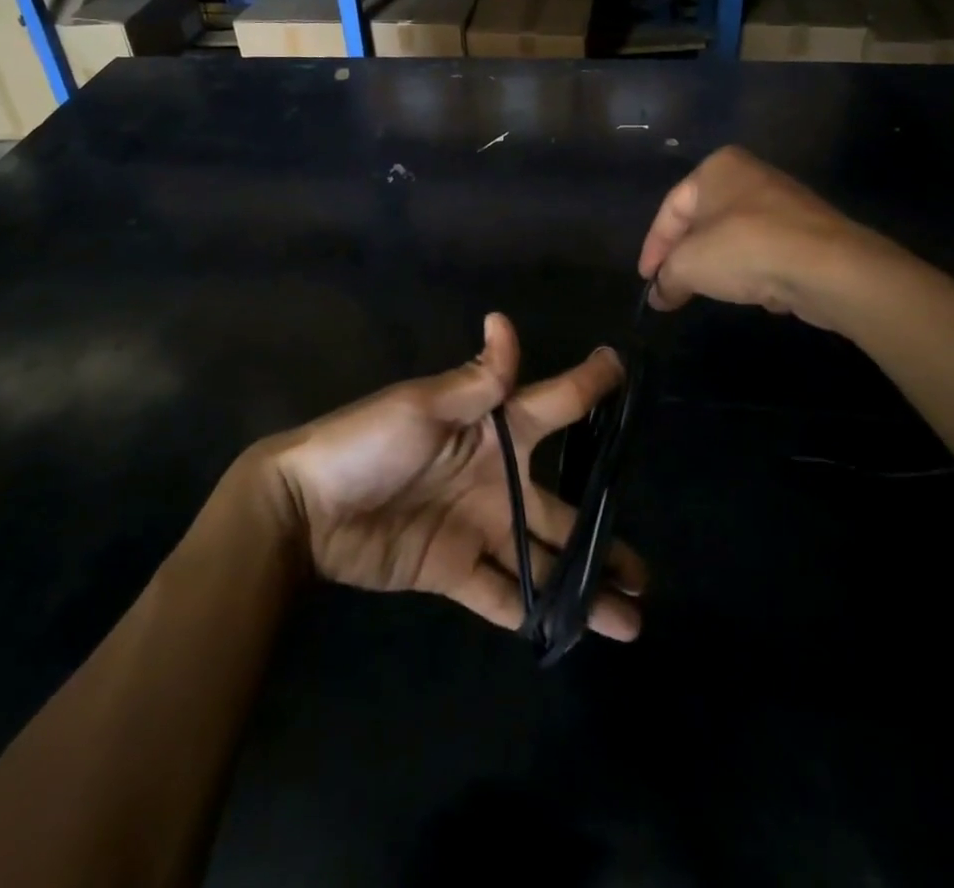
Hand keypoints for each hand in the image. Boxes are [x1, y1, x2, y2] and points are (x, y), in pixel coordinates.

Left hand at [257, 314, 646, 641]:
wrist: (306, 508)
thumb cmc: (367, 442)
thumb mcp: (422, 406)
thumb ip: (475, 381)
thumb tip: (504, 321)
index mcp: (492, 428)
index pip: (552, 404)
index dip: (588, 386)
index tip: (624, 369)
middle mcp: (494, 477)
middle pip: (559, 507)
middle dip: (601, 534)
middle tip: (647, 571)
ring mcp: (476, 526)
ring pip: (541, 558)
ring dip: (582, 586)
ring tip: (631, 618)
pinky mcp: (453, 568)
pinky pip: (500, 593)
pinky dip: (532, 611)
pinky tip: (570, 632)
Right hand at [638, 145, 884, 329]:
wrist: (828, 267)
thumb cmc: (744, 249)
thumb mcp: (688, 265)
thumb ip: (666, 278)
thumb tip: (658, 295)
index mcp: (716, 168)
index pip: (671, 209)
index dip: (653, 248)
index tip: (647, 279)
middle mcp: (749, 175)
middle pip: (701, 221)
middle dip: (684, 256)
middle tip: (669, 285)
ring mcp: (782, 201)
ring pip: (733, 236)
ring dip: (716, 264)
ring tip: (702, 291)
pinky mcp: (808, 230)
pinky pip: (763, 250)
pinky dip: (750, 270)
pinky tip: (748, 292)